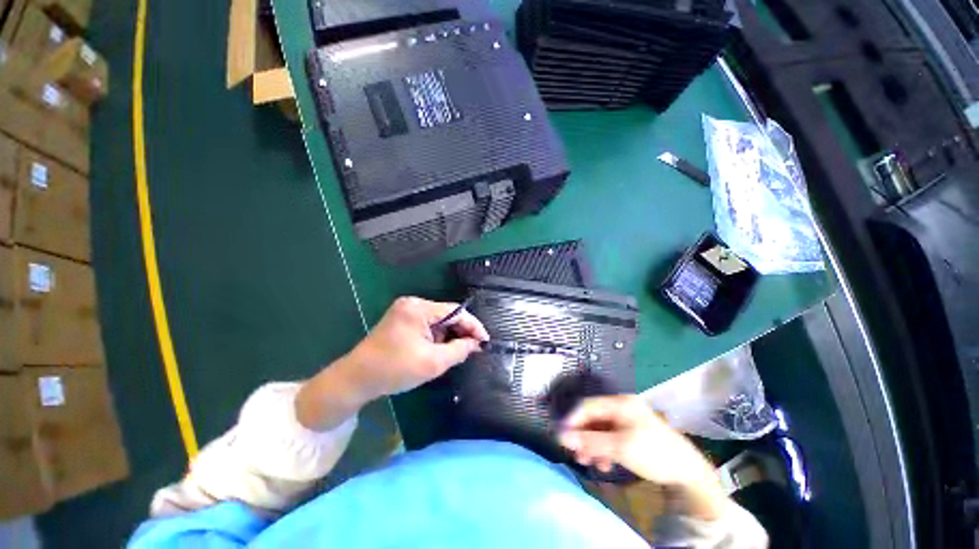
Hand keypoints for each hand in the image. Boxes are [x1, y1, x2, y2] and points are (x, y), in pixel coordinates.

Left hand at [344, 297, 488, 400]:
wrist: (355, 379)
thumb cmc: (394, 370)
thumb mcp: (432, 363)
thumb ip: (459, 350)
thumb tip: (476, 344)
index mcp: (419, 309)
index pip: (456, 312)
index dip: (473, 326)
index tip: (486, 341)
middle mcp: (413, 304)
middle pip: (447, 314)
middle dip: (461, 332)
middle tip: (473, 349)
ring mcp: (406, 311)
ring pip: (439, 321)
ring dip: (449, 336)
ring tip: (457, 352)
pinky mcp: (402, 320)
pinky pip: (428, 325)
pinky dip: (437, 337)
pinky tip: (441, 350)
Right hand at [558, 395, 726, 519]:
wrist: (688, 472)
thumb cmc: (653, 453)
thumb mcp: (620, 447)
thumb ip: (590, 441)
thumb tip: (562, 436)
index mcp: (620, 403)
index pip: (588, 406)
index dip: (573, 420)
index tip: (561, 437)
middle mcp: (621, 407)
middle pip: (593, 419)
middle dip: (583, 437)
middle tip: (575, 455)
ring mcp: (626, 420)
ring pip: (600, 430)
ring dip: (592, 446)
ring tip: (588, 463)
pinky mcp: (630, 433)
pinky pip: (609, 438)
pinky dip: (603, 450)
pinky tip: (604, 464)